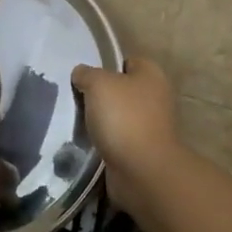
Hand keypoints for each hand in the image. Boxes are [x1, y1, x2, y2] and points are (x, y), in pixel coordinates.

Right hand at [71, 57, 179, 210]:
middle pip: (122, 90)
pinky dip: (105, 140)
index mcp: (152, 75)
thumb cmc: (123, 118)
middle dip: (100, 94)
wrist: (141, 170)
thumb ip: (87, 73)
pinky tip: (87, 142)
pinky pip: (118, 139)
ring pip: (118, 115)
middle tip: (75, 98)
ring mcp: (151, 126)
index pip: (127, 61)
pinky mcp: (142, 150)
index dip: (106, 65)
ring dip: (101, 119)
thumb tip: (81, 73)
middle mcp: (156, 98)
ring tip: (77, 121)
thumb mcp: (99, 84)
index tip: (84, 75)